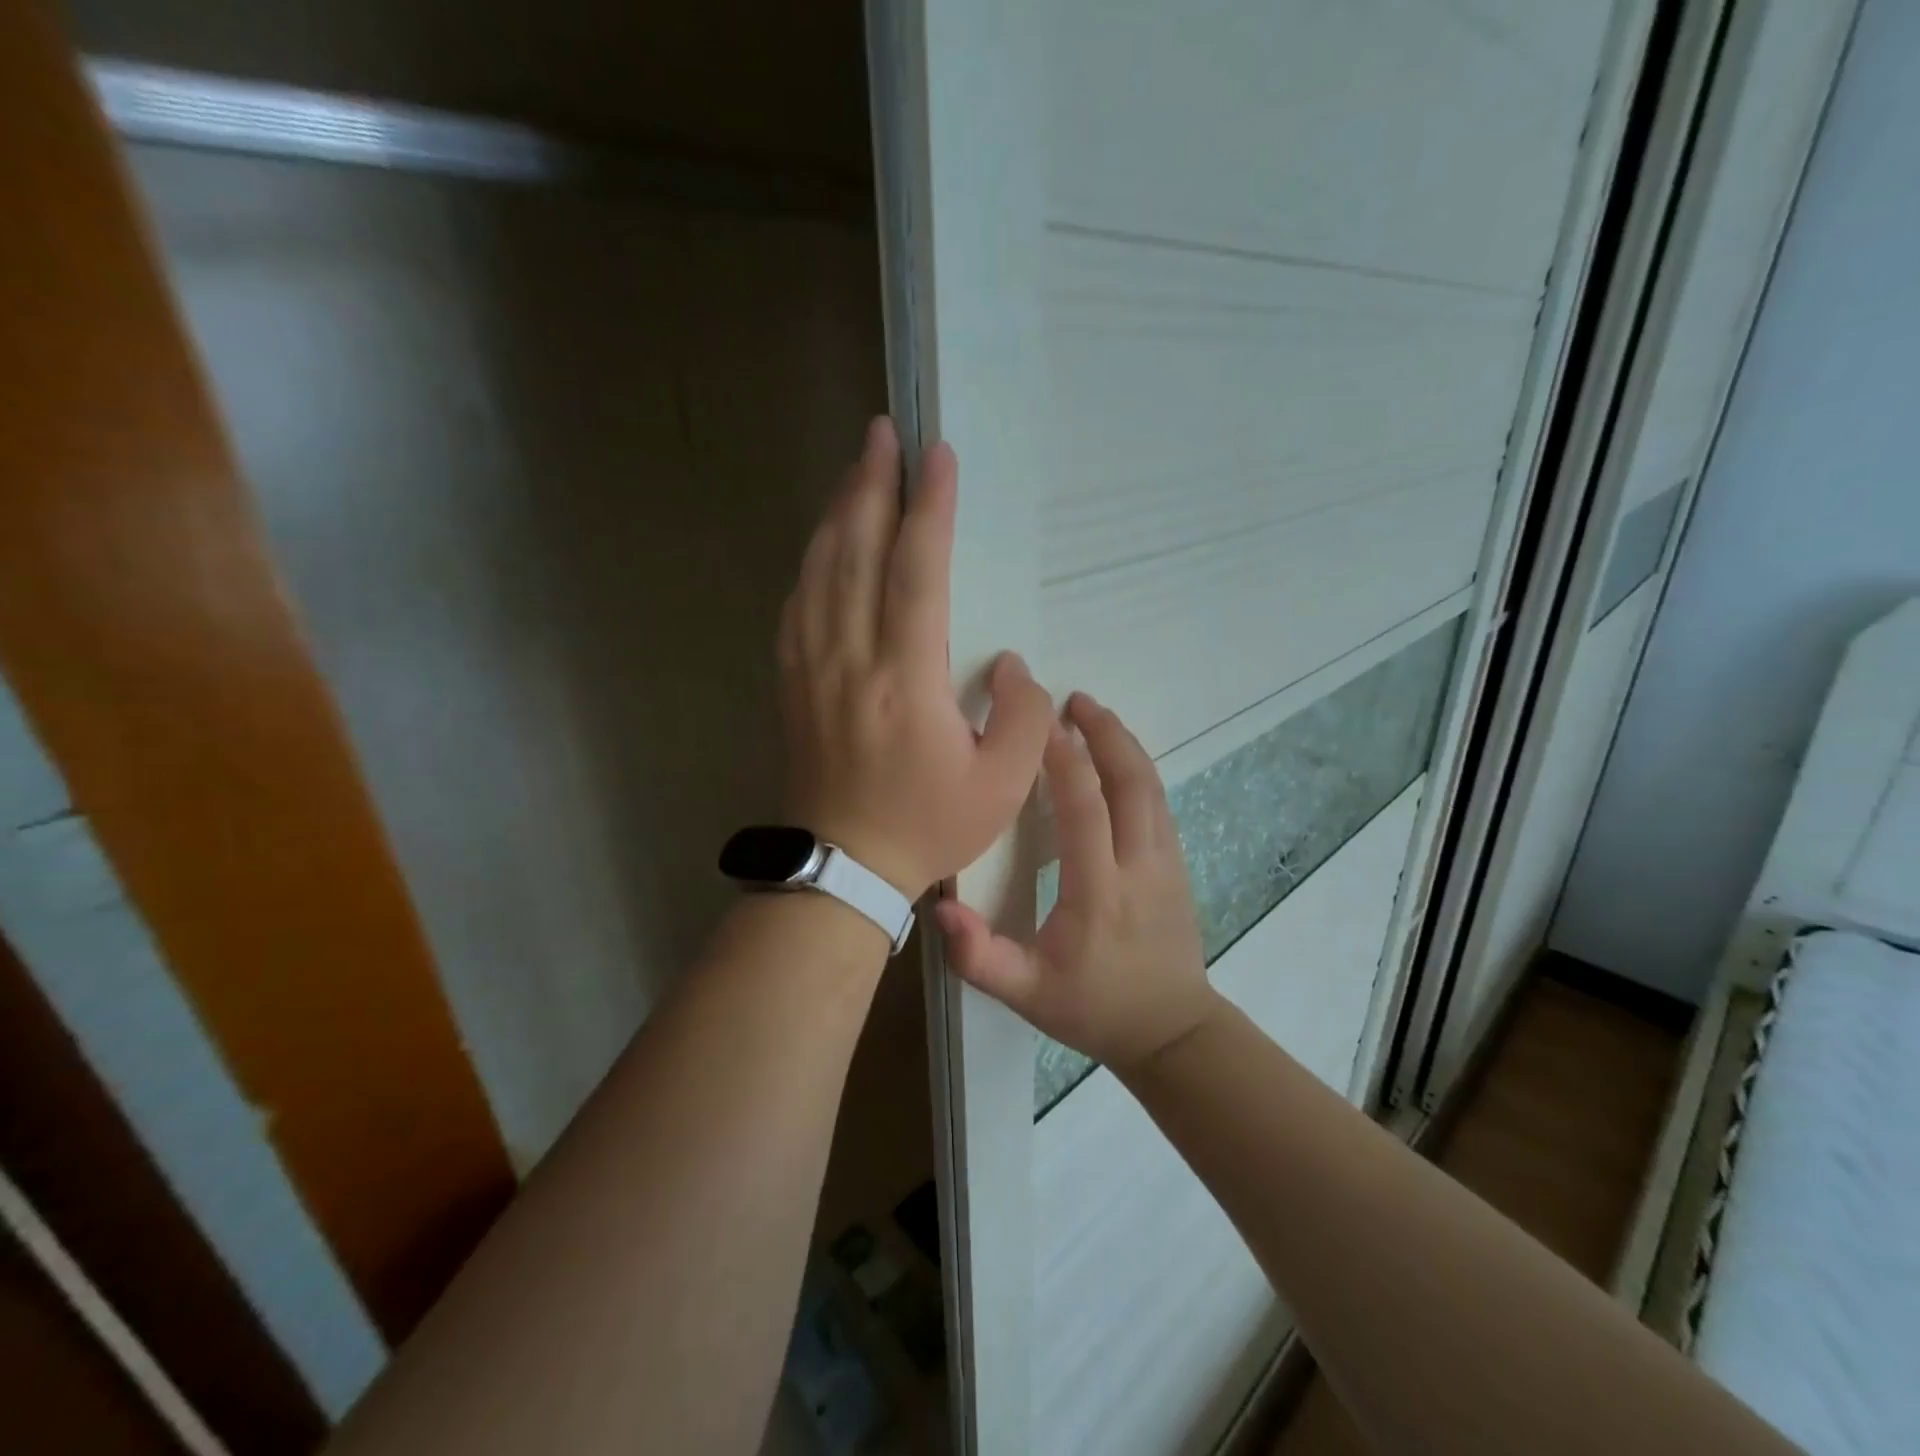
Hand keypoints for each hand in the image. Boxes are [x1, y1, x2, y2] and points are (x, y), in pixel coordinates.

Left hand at [778, 417, 1053, 899]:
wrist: (842, 866)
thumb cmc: (927, 827)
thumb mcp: (1001, 786)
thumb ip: (1024, 718)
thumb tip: (1012, 665)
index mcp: (905, 680)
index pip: (915, 572)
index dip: (929, 508)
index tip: (939, 456)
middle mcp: (851, 659)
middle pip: (855, 552)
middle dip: (871, 485)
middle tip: (883, 434)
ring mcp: (812, 668)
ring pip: (819, 570)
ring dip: (838, 512)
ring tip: (857, 470)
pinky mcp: (791, 682)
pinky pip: (797, 605)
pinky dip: (812, 562)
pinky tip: (823, 542)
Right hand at [935, 692, 1218, 1069]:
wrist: (1172, 1031)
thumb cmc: (1093, 1009)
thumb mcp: (1027, 995)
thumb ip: (980, 957)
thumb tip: (941, 909)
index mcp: (1099, 891)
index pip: (1084, 806)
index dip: (1062, 758)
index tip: (1037, 722)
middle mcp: (1140, 865)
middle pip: (1129, 781)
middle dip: (1102, 732)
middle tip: (1071, 699)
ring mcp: (1167, 862)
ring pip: (1151, 786)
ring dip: (1123, 743)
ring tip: (1093, 713)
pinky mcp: (1178, 865)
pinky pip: (1159, 802)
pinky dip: (1138, 768)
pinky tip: (1117, 756)